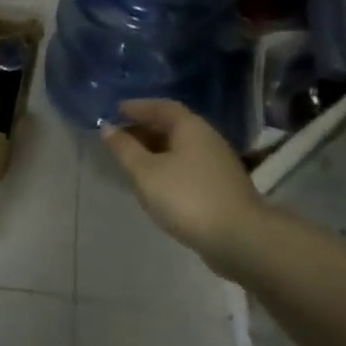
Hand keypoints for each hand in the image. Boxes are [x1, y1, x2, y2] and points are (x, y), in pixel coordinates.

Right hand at [101, 99, 267, 278]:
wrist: (238, 237)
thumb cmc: (186, 197)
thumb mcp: (145, 172)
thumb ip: (124, 149)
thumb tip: (107, 128)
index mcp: (191, 128)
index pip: (162, 107)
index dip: (138, 107)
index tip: (116, 109)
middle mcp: (207, 139)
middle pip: (172, 126)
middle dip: (144, 128)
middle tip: (119, 136)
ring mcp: (217, 163)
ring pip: (180, 147)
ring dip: (155, 149)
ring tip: (132, 159)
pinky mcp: (220, 186)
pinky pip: (187, 165)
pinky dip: (167, 165)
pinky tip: (155, 180)